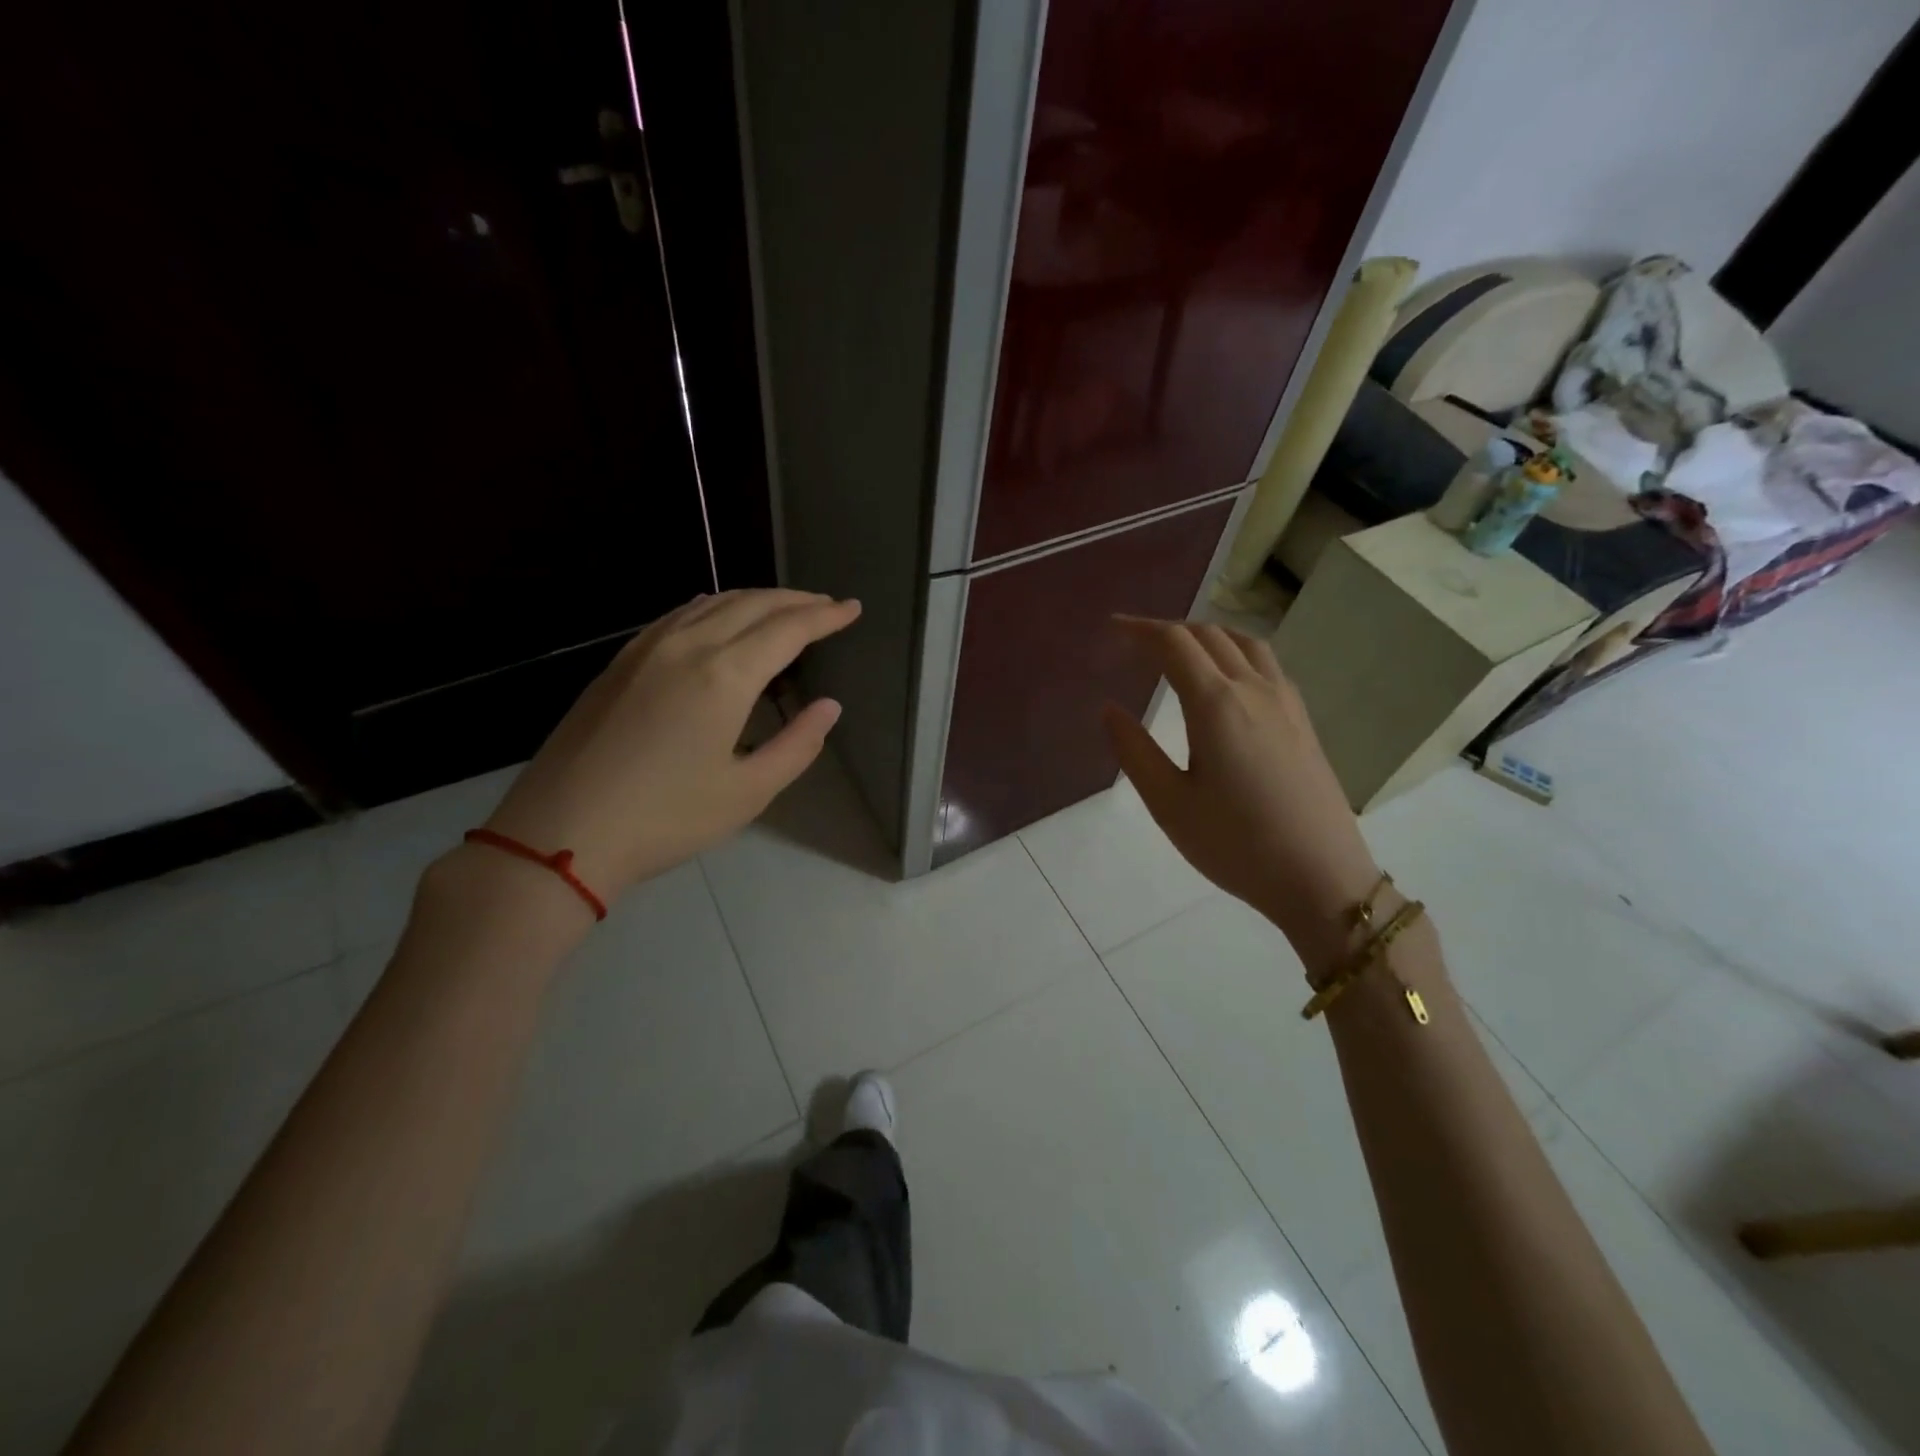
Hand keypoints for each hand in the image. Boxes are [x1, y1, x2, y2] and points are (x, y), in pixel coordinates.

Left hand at [480, 589, 861, 903]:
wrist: (562, 832)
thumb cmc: (665, 819)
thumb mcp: (747, 793)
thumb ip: (798, 745)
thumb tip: (830, 707)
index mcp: (725, 676)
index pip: (788, 629)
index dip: (825, 616)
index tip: (852, 608)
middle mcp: (688, 646)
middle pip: (753, 604)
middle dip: (797, 600)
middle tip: (828, 606)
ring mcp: (647, 649)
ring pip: (713, 602)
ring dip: (757, 599)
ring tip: (785, 608)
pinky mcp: (620, 662)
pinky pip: (679, 614)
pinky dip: (714, 606)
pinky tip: (719, 616)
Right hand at [1102, 617, 1379, 961]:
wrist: (1321, 878)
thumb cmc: (1236, 844)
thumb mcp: (1169, 804)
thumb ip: (1134, 751)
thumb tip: (1109, 709)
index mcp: (1216, 705)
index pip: (1173, 644)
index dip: (1139, 629)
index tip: (1111, 629)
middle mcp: (1254, 689)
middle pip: (1208, 635)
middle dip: (1167, 630)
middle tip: (1135, 643)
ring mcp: (1285, 702)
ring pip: (1244, 642)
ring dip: (1205, 635)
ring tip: (1179, 651)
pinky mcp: (1303, 719)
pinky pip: (1266, 663)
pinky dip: (1234, 652)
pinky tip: (1226, 679)